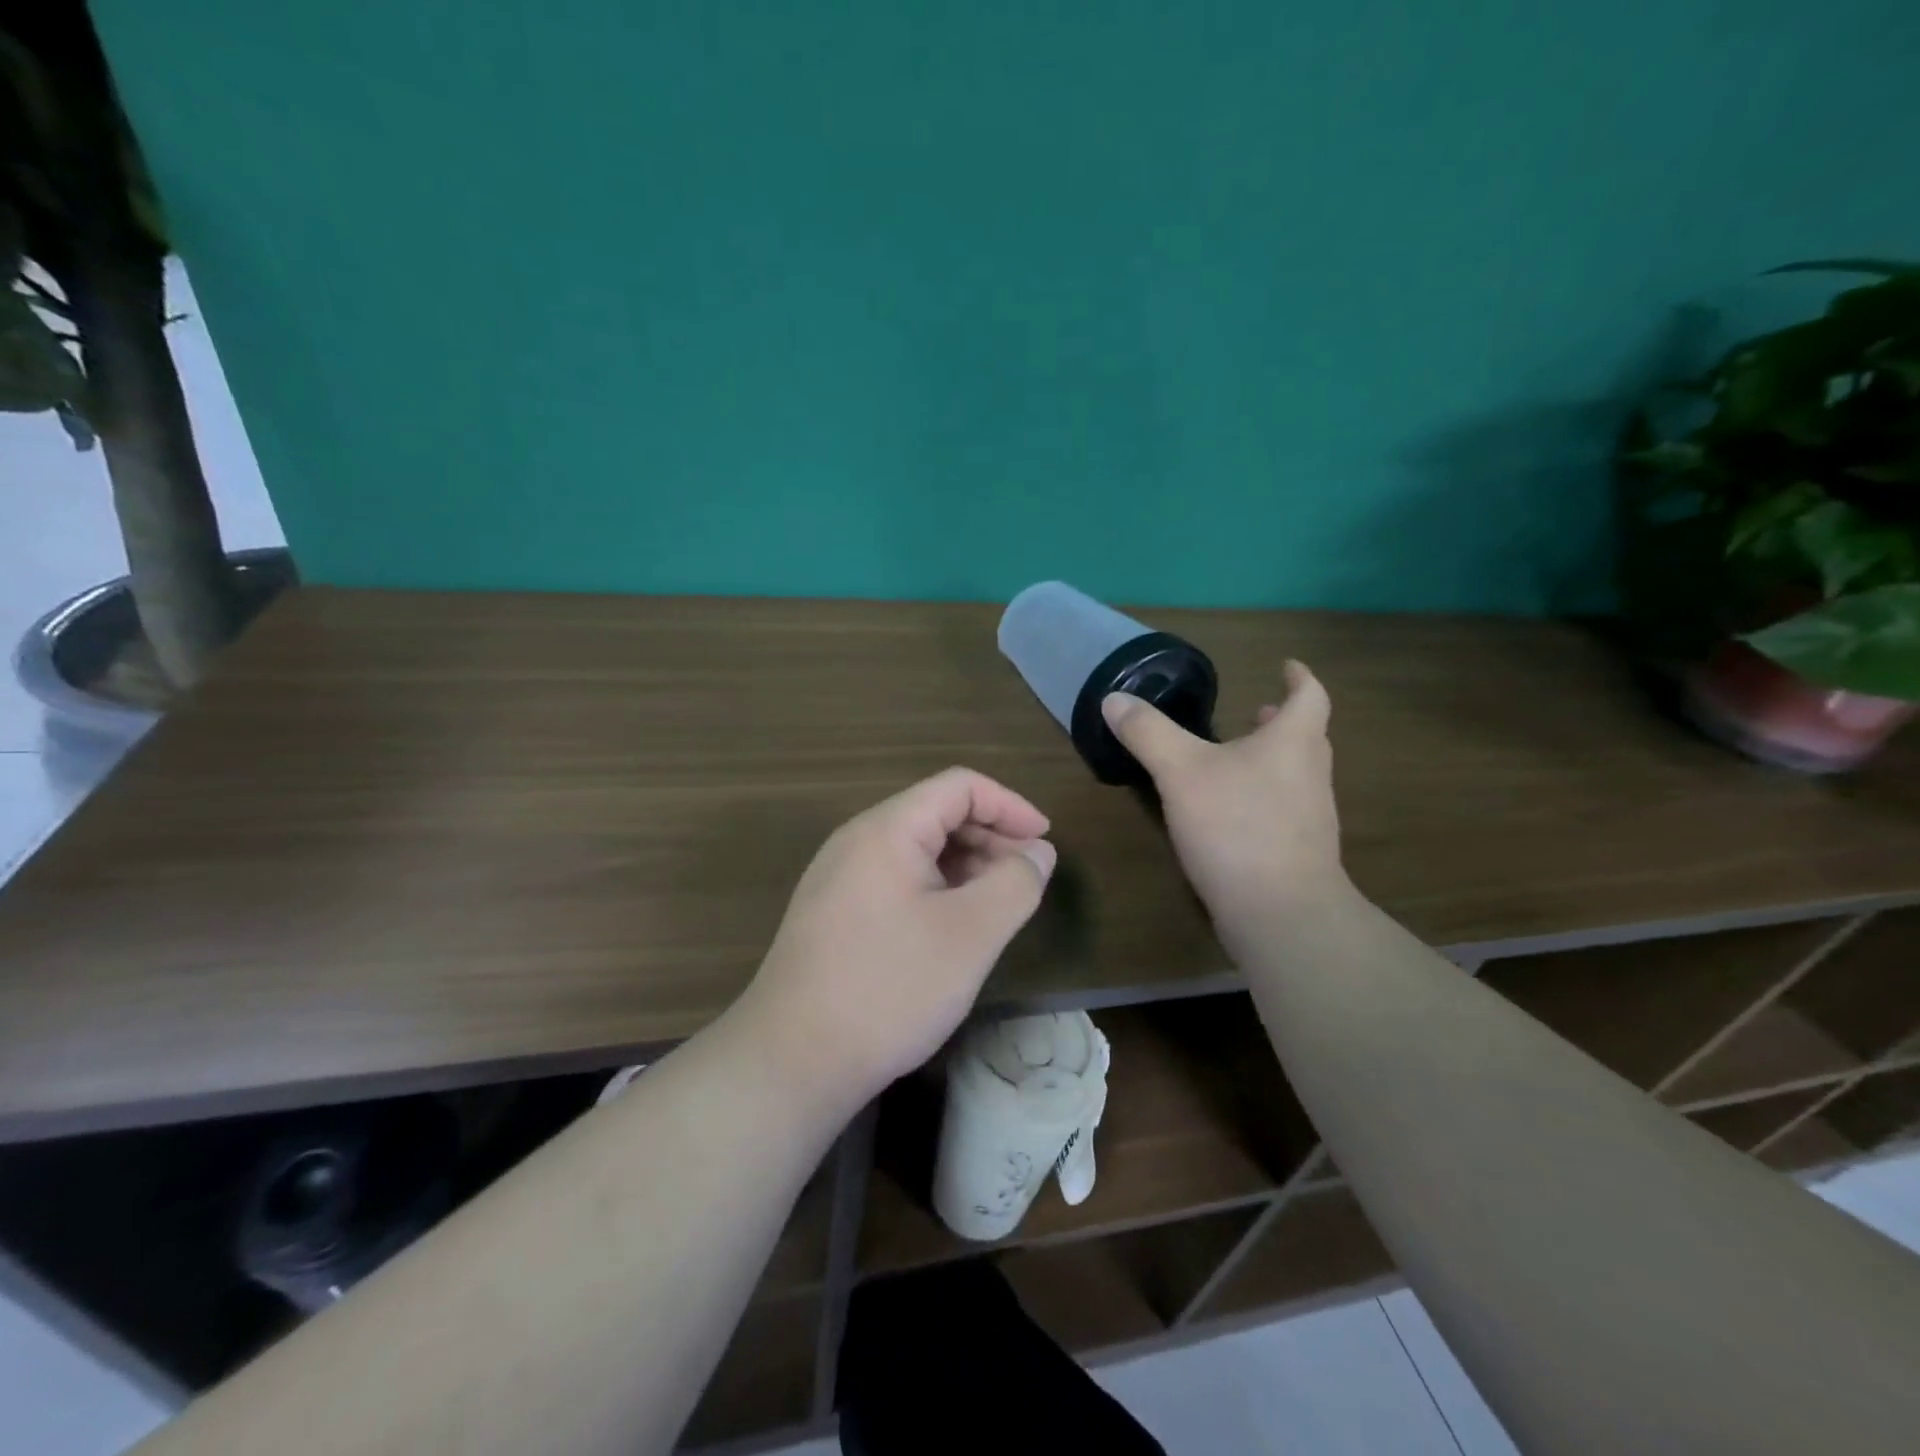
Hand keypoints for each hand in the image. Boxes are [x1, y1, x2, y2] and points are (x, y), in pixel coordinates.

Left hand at [733, 768, 1057, 1111]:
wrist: (790, 1061)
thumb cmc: (889, 988)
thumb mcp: (971, 935)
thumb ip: (1015, 883)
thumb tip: (1037, 853)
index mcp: (887, 829)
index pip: (959, 786)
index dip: (1010, 806)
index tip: (1045, 844)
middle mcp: (856, 840)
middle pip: (936, 814)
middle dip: (990, 838)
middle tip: (1026, 882)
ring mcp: (838, 877)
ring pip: (916, 850)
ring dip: (964, 867)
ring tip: (996, 907)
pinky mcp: (831, 912)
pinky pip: (894, 880)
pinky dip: (935, 890)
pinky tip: (951, 929)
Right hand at [1103, 660, 1344, 928]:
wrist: (1280, 912)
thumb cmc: (1236, 826)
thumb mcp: (1180, 772)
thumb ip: (1148, 733)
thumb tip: (1114, 699)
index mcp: (1292, 742)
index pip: (1310, 696)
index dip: (1299, 677)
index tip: (1288, 666)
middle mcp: (1310, 774)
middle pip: (1306, 736)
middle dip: (1281, 721)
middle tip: (1256, 712)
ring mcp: (1310, 817)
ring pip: (1295, 774)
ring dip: (1272, 759)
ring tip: (1236, 758)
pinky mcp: (1299, 853)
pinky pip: (1284, 809)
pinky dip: (1262, 796)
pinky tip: (1229, 813)